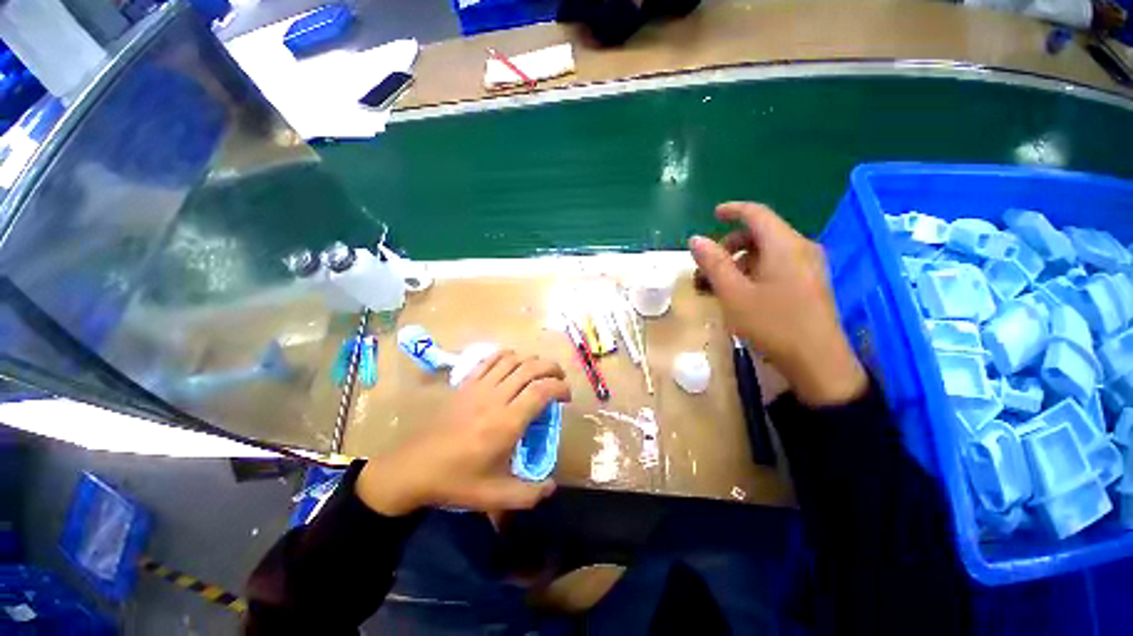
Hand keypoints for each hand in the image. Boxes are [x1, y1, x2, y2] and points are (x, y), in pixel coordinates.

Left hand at [355, 351, 570, 515]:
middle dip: (552, 368)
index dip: (560, 387)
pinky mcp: (466, 383)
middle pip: (531, 368)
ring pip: (513, 359)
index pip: (542, 390)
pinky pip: (491, 359)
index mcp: (507, 422)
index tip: (566, 397)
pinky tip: (513, 364)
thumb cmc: (456, 481)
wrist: (413, 468)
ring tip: (540, 372)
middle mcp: (496, 397)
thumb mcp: (495, 497)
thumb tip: (552, 487)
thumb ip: (529, 495)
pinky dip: (507, 356)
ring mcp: (479, 387)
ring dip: (532, 360)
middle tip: (559, 379)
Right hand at [690, 202, 866, 405]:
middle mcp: (801, 248)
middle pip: (761, 233)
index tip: (713, 214)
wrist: (818, 362)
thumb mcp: (734, 294)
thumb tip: (696, 239)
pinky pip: (778, 264)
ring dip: (740, 260)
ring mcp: (809, 266)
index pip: (757, 214)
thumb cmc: (773, 324)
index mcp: (785, 245)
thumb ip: (714, 263)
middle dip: (730, 244)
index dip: (733, 210)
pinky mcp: (810, 282)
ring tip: (720, 284)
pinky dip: (755, 270)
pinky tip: (742, 291)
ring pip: (768, 250)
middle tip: (708, 266)